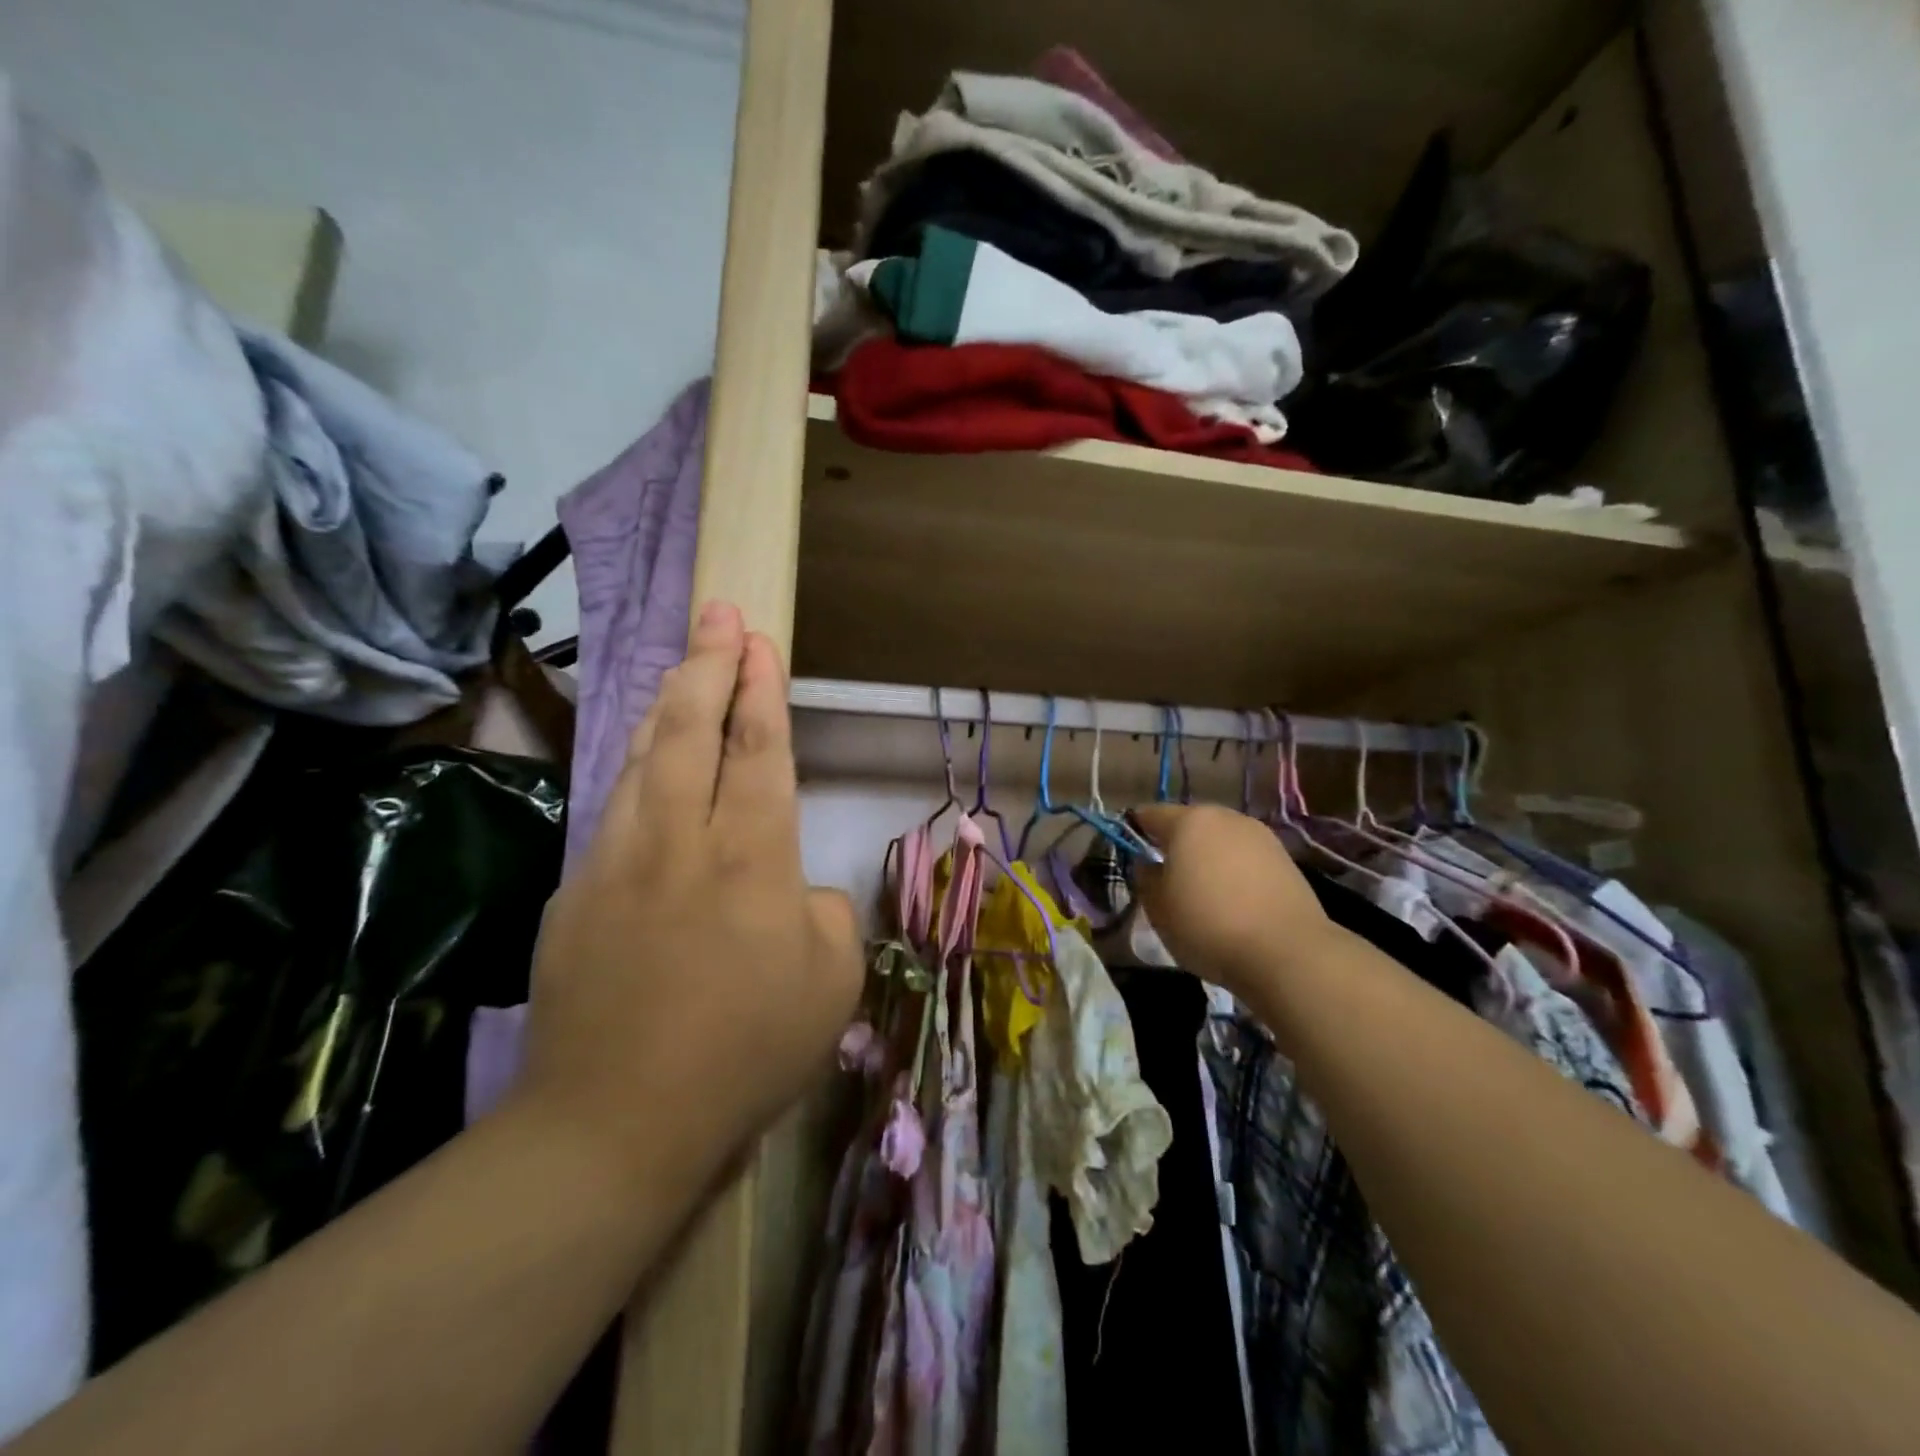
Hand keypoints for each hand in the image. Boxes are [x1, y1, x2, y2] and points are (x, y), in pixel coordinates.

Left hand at [515, 602, 862, 1188]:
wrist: (617, 1124)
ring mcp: (618, 861)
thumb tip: (790, 888)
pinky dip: (635, 768)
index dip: (760, 687)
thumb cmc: (746, 1053)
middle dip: (708, 663)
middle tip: (718, 614)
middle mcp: (681, 841)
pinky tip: (646, 763)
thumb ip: (822, 912)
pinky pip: (614, 809)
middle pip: (690, 728)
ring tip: (682, 670)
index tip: (757, 639)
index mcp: (753, 858)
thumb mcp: (831, 981)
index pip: (758, 748)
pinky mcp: (576, 893)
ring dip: (665, 705)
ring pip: (642, 757)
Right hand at [1128, 803, 1336, 1004]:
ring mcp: (1259, 836)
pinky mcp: (1285, 859)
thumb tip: (1148, 864)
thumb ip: (1146, 878)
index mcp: (1189, 821)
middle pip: (1189, 824)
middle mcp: (1225, 817)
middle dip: (1175, 844)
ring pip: (1220, 840)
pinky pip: (1245, 858)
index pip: (1150, 814)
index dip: (1135, 831)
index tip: (1130, 854)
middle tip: (1166, 877)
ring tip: (1202, 892)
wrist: (1287, 953)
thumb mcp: (1158, 908)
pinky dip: (1234, 871)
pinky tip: (1233, 901)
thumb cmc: (1208, 925)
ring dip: (1207, 858)